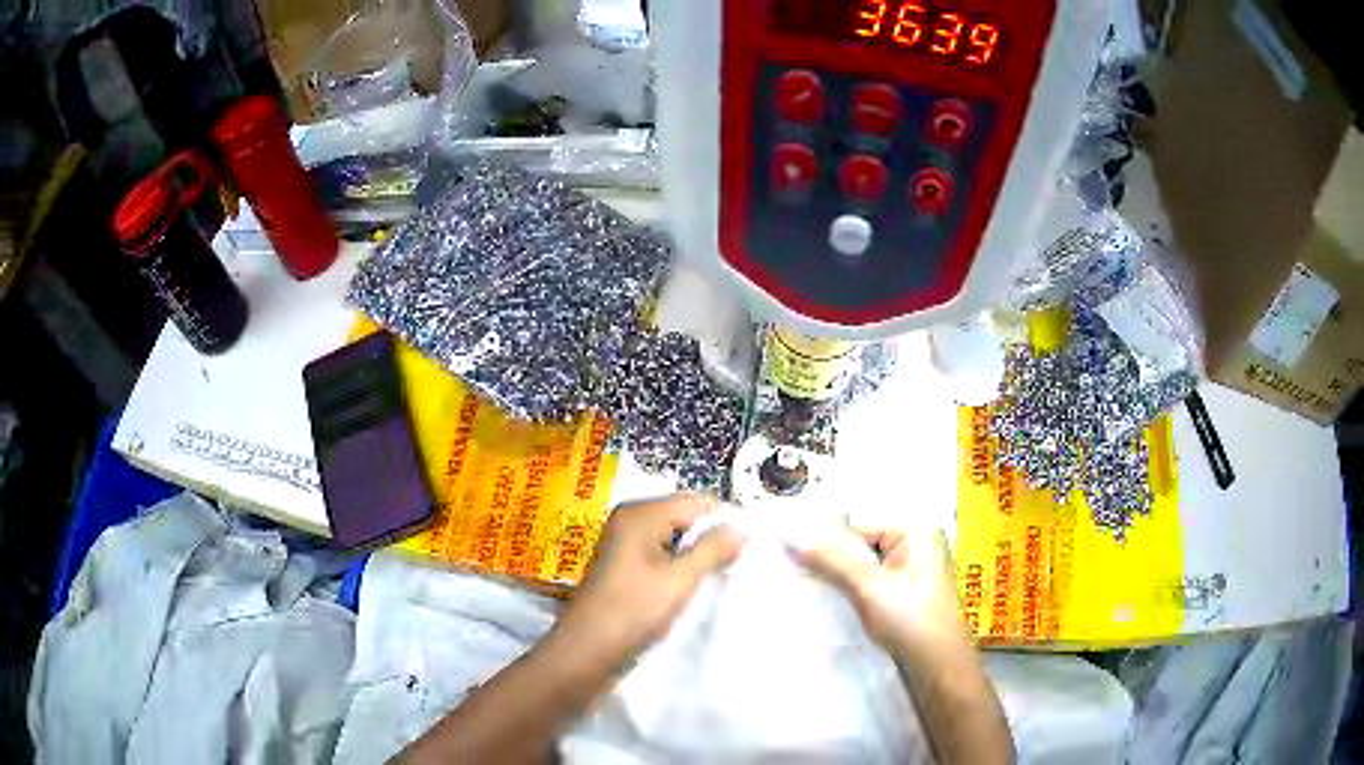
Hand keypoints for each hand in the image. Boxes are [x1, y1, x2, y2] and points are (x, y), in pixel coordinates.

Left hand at [556, 494, 744, 663]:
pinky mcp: (624, 564)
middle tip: (738, 564)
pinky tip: (693, 586)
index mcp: (641, 514)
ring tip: (719, 577)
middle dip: (712, 538)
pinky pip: (662, 554)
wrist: (587, 650)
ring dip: (697, 555)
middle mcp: (630, 519)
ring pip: (675, 538)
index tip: (751, 548)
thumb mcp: (680, 580)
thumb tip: (741, 527)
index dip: (726, 522)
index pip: (698, 502)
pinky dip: (680, 566)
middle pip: (685, 516)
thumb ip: (713, 549)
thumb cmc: (633, 611)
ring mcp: (624, 542)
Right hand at [795, 523, 967, 658]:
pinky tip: (831, 600)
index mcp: (915, 529)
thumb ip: (830, 559)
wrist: (936, 666)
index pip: (857, 525)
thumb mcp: (867, 587)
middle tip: (792, 572)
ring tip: (808, 588)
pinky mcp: (905, 590)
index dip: (824, 542)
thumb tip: (787, 535)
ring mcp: (912, 567)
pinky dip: (851, 589)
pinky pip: (870, 580)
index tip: (789, 557)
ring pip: (862, 564)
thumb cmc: (910, 620)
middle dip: (831, 560)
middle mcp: (917, 541)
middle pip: (859, 543)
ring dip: (839, 577)